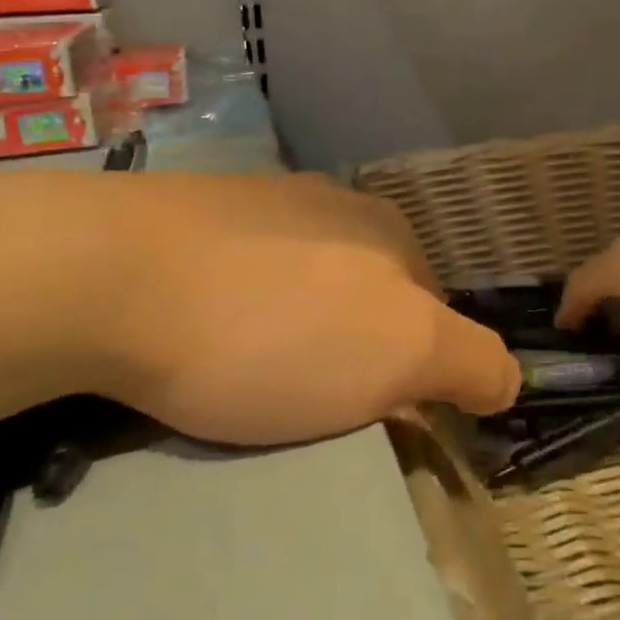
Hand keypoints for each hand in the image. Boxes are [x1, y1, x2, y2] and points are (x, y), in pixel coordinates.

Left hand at [103, 174, 520, 444]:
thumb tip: (506, 376)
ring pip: (304, 279)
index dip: (415, 370)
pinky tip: (201, 331)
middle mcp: (332, 203)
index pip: (431, 310)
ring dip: (296, 326)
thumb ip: (469, 362)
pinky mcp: (193, 211)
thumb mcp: (399, 355)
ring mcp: (260, 201)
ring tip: (249, 373)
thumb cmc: (272, 327)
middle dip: (356, 347)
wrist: (112, 272)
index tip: (376, 417)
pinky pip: (241, 269)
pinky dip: (239, 306)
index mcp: (387, 229)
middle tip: (310, 404)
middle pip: (368, 292)